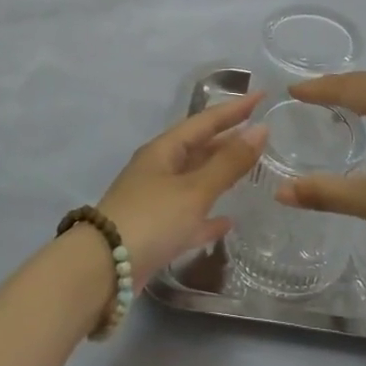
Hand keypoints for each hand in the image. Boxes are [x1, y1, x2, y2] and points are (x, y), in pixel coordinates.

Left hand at [96, 92, 267, 283]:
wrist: (103, 270)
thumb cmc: (151, 219)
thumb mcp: (194, 189)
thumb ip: (228, 162)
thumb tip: (261, 129)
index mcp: (164, 150)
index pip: (205, 121)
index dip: (234, 109)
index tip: (262, 95)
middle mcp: (158, 170)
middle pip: (199, 148)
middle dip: (228, 140)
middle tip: (260, 133)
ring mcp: (155, 201)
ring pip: (195, 181)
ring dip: (220, 175)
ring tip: (250, 170)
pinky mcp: (155, 232)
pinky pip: (188, 217)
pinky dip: (208, 216)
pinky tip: (227, 222)